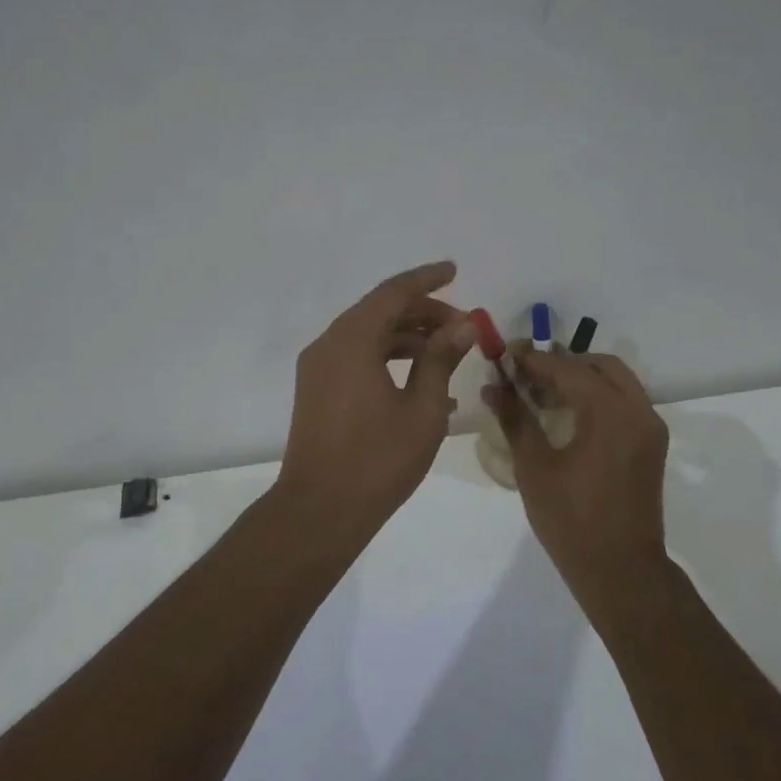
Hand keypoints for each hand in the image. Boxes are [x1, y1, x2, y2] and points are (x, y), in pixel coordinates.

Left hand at [276, 261, 475, 540]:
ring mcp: (318, 370)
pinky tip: (424, 386)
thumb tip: (462, 324)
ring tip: (450, 356)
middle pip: (379, 313)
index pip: (393, 293)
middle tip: (463, 326)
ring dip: (409, 340)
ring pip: (368, 337)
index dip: (427, 279)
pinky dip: (389, 362)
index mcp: (351, 340)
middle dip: (423, 313)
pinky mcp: (316, 392)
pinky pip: (357, 361)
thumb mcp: (422, 408)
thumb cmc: (377, 459)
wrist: (320, 511)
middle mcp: (328, 345)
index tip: (455, 270)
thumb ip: (441, 359)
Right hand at [485, 348, 669, 588]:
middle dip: (562, 363)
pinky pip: (625, 403)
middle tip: (526, 373)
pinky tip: (567, 414)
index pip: (568, 369)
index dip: (534, 360)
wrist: (620, 570)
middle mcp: (638, 411)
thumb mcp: (534, 467)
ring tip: (542, 392)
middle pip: (600, 366)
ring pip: (617, 382)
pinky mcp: (651, 445)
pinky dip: (598, 397)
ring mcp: (650, 428)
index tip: (506, 356)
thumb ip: (515, 420)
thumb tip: (492, 387)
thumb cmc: (571, 520)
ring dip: (582, 378)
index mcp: (611, 413)